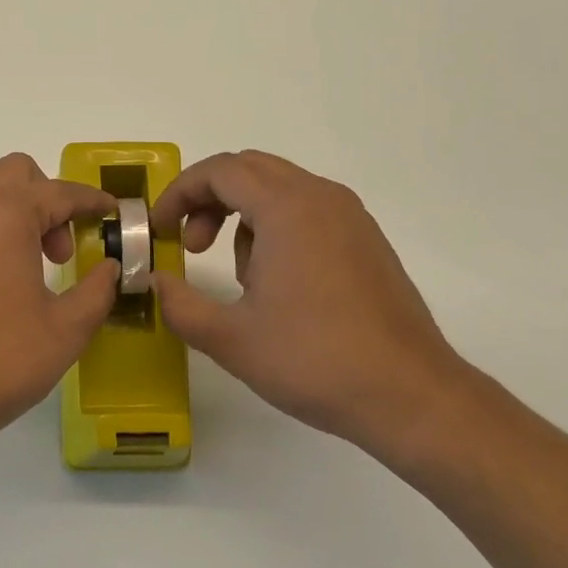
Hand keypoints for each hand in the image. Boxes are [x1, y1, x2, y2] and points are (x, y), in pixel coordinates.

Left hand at [0, 154, 118, 454]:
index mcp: (4, 214)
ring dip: (9, 216)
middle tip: (58, 251)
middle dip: (46, 199)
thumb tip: (108, 268)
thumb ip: (97, 290)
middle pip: (12, 174)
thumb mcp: (66, 329)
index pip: (59, 192)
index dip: (91, 200)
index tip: (110, 212)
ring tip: (22, 270)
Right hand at [151, 150, 471, 458]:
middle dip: (208, 199)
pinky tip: (278, 284)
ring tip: (240, 277)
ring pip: (279, 189)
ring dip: (242, 215)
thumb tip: (156, 282)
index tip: (160, 230)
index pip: (220, 171)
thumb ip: (180, 305)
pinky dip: (276, 227)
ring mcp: (350, 217)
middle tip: (191, 244)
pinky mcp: (367, 240)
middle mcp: (321, 198)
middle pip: (249, 170)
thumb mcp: (231, 339)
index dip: (179, 193)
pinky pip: (307, 211)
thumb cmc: (315, 360)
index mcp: (287, 208)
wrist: (411, 396)